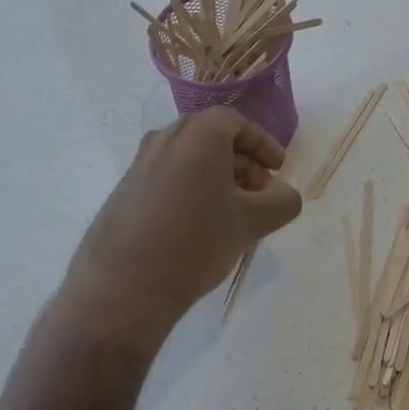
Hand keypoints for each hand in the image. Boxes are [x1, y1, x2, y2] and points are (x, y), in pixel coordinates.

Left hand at [61, 108, 302, 349]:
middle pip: (212, 136)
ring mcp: (140, 164)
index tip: (278, 168)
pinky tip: (200, 225)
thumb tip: (285, 196)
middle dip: (242, 161)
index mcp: (198, 135)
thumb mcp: (251, 223)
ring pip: (189, 157)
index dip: (262, 142)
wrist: (122, 288)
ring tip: (233, 213)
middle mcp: (165, 139)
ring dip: (217, 176)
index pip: (236, 121)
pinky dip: (192, 188)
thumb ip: (281, 202)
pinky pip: (168, 176)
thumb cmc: (195, 243)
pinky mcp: (125, 190)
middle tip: (260, 193)